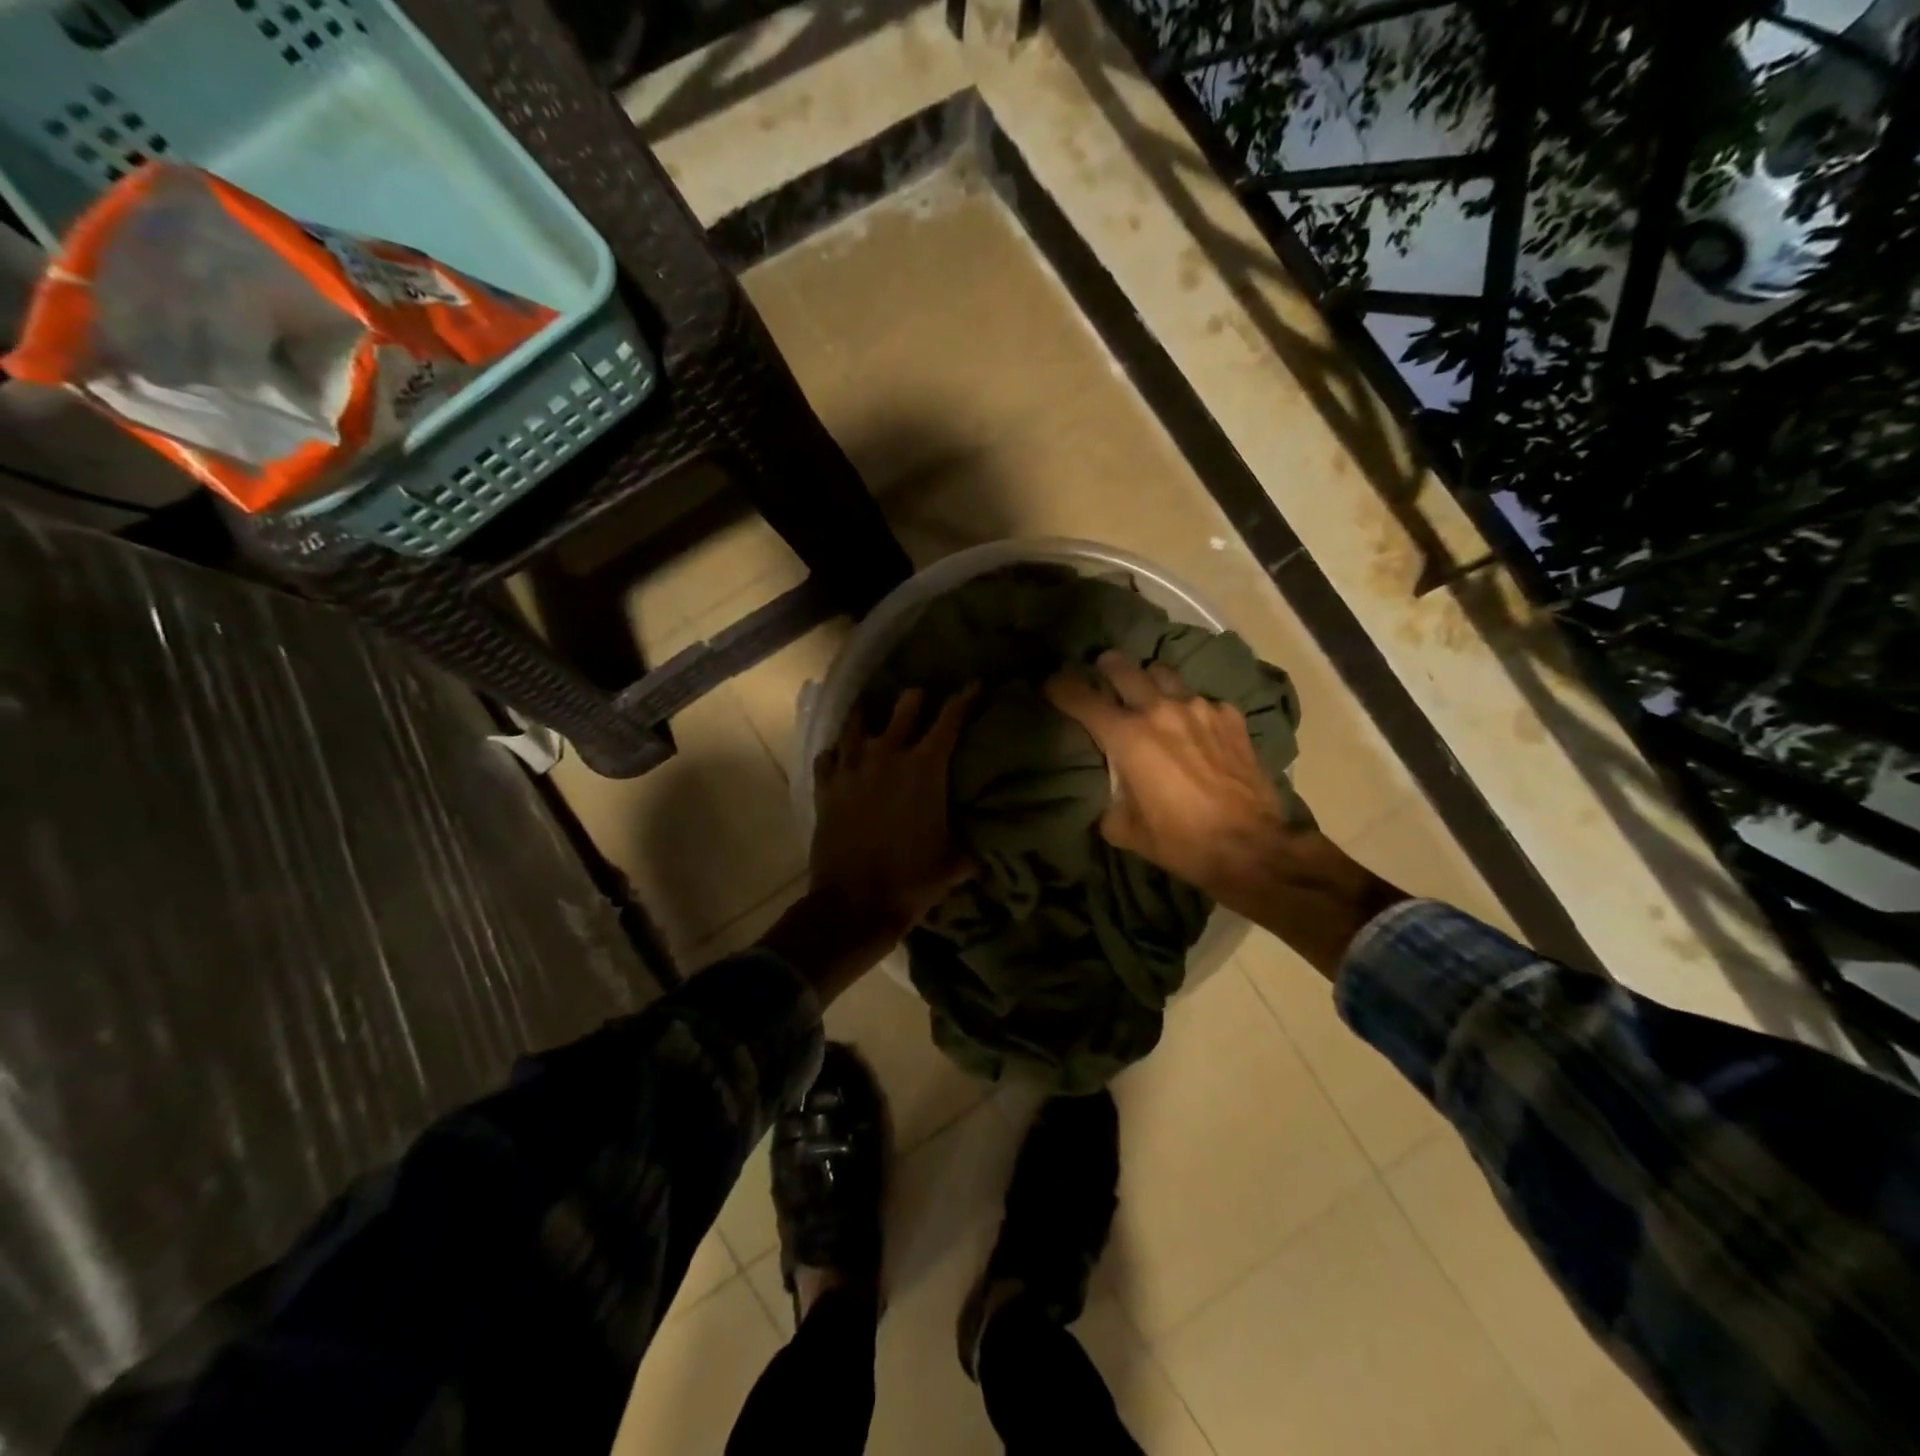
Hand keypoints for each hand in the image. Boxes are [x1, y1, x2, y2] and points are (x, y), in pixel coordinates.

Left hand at [809, 686, 977, 937]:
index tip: (974, 684)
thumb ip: (970, 846)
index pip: (950, 718)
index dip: (966, 697)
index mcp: (925, 767)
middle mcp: (887, 755)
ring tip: (873, 713)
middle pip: (904, 705)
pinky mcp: (825, 786)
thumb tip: (983, 848)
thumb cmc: (911, 881)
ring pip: (857, 720)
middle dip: (917, 697)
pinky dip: (838, 751)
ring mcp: (851, 767)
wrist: (855, 904)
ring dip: (870, 714)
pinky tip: (842, 756)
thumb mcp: (954, 863)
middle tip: (922, 697)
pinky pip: (828, 754)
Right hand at [1045, 651, 1294, 902]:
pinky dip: (1189, 708)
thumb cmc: (1180, 841)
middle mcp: (1160, 711)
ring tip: (1149, 693)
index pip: (1083, 699)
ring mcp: (1200, 708)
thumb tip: (1114, 788)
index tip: (1052, 683)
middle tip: (1101, 670)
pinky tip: (1195, 728)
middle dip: (1106, 667)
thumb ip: (1110, 798)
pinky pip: (1201, 700)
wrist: (1251, 847)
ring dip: (1150, 680)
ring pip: (1165, 675)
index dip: (1061, 687)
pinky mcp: (1230, 717)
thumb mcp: (1126, 829)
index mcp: (1127, 737)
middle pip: (1124, 669)